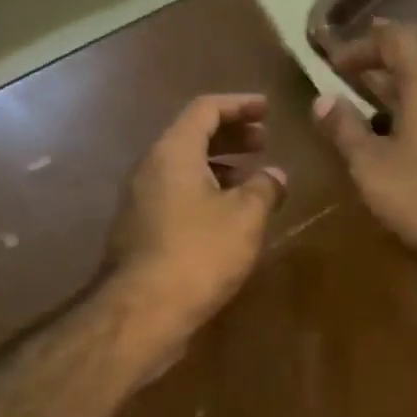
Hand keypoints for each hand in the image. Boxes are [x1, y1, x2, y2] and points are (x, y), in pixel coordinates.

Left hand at [104, 94, 287, 368]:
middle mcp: (150, 168)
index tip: (268, 109)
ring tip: (251, 180)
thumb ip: (264, 189)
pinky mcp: (140, 230)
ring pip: (182, 168)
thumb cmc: (199, 253)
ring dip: (218, 166)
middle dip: (230, 135)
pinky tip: (227, 217)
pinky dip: (204, 192)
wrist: (143, 311)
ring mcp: (140, 201)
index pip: (205, 109)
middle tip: (263, 141)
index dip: (239, 105)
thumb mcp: (245, 217)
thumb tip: (276, 176)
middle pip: (191, 136)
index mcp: (173, 151)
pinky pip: (175, 195)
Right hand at [315, 21, 416, 302]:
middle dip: (390, 46)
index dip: (361, 45)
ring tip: (380, 87)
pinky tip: (410, 115)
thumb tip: (322, 99)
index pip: (394, 38)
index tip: (334, 64)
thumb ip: (345, 128)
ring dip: (411, 67)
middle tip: (360, 62)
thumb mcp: (371, 166)